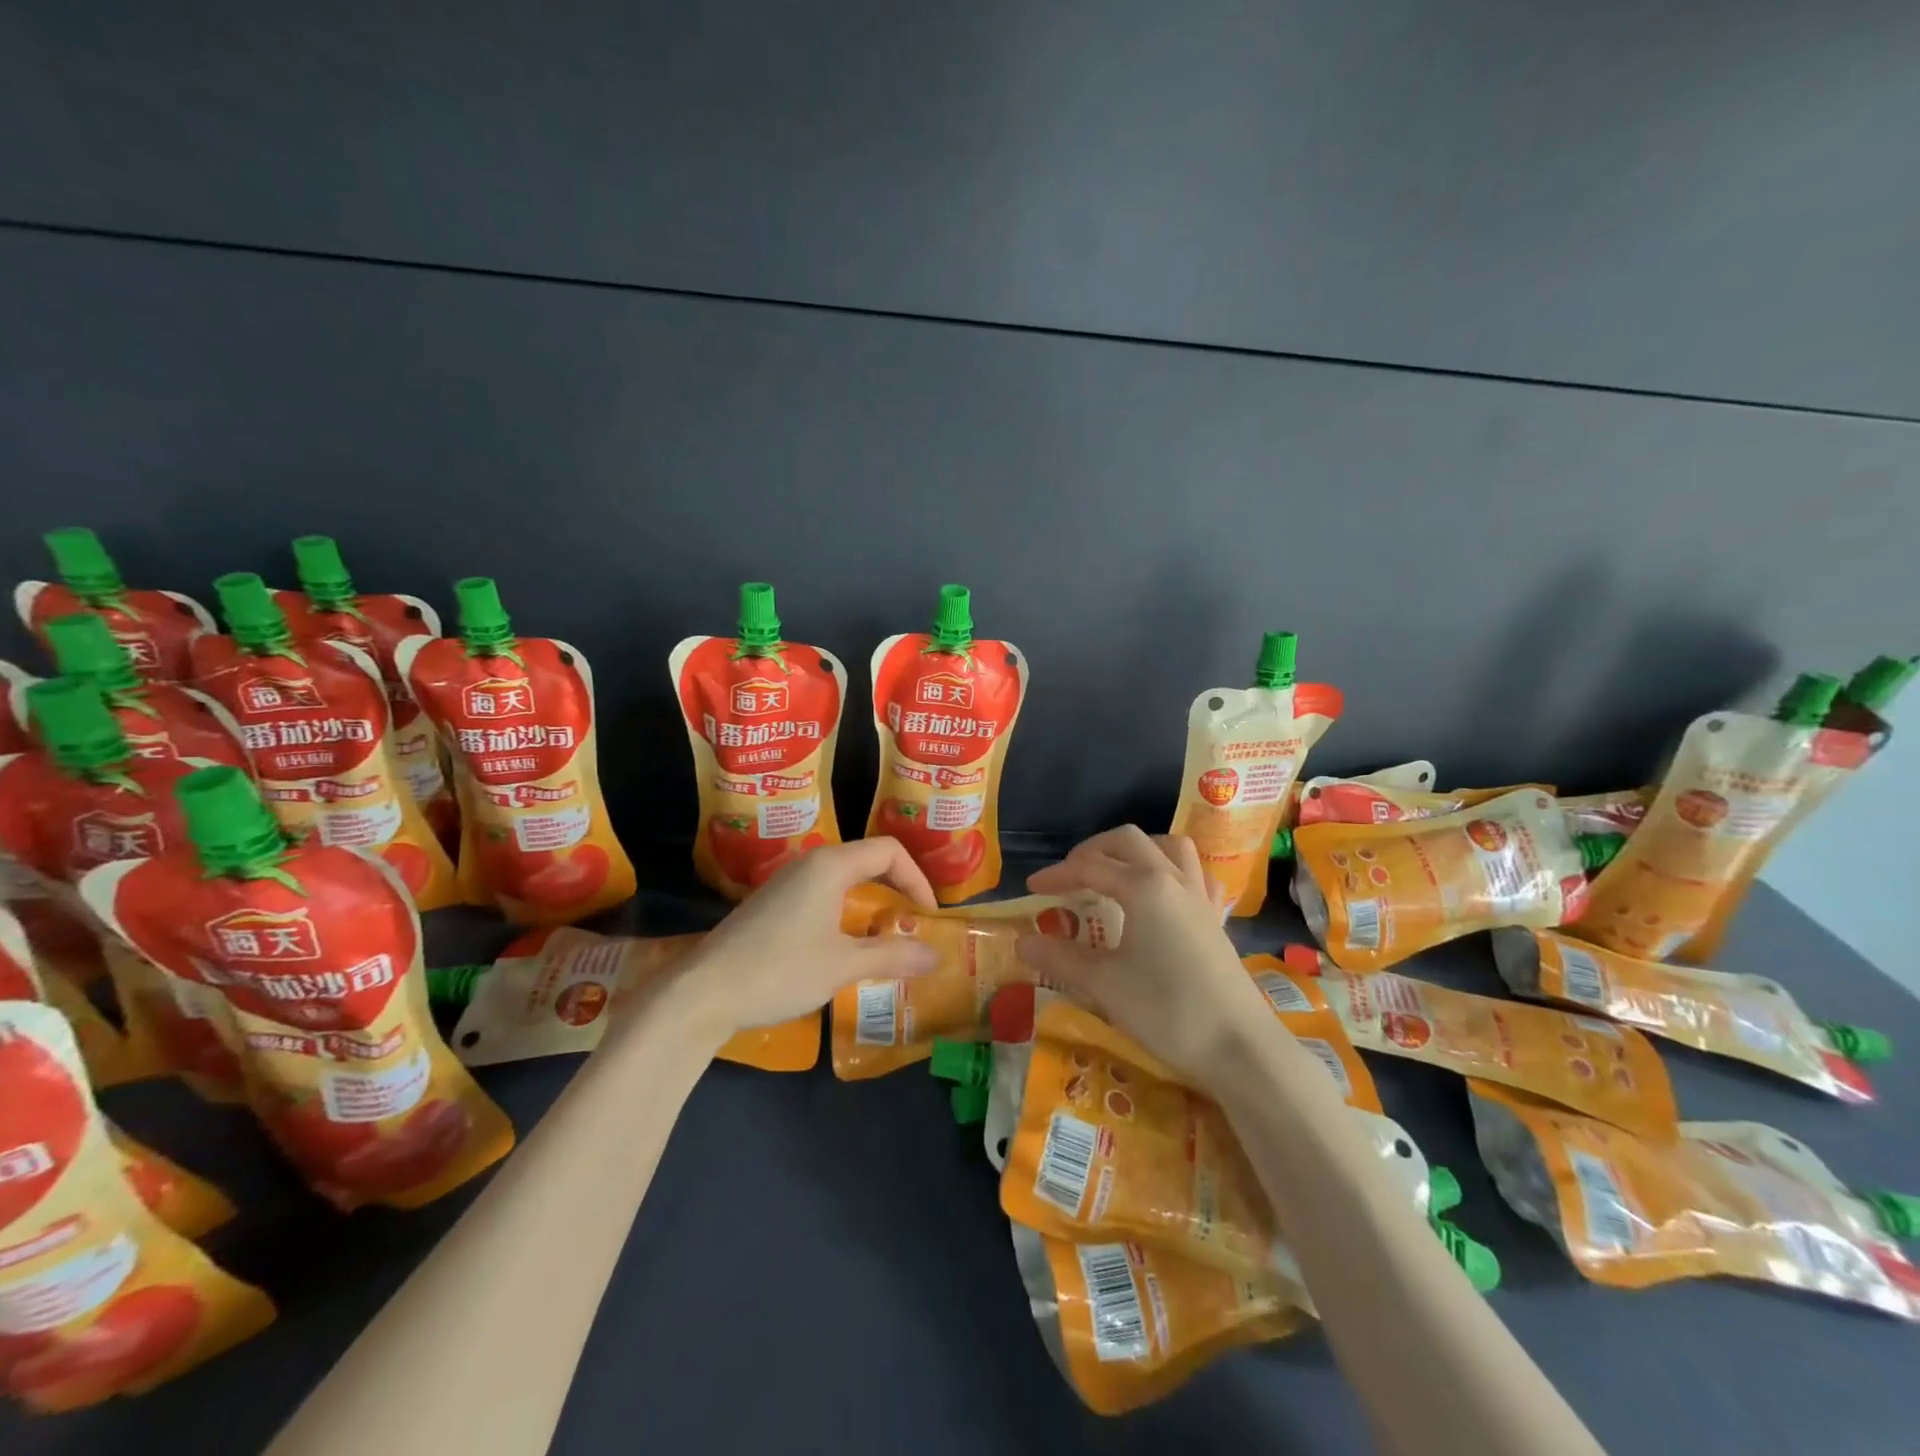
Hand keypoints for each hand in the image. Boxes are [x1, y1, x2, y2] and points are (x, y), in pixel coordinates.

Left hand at [674, 838, 941, 1041]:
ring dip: (871, 901)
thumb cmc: (780, 970)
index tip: (928, 915)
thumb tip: (936, 957)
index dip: (917, 879)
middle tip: (914, 922)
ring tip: (886, 936)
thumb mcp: (843, 965)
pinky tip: (845, 945)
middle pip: (868, 860)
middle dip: (897, 888)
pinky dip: (847, 910)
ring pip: (844, 878)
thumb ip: (893, 956)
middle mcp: (810, 863)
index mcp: (831, 865)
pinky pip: (823, 894)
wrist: (703, 993)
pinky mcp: (772, 904)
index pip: (889, 851)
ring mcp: (787, 882)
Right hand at [1015, 826, 1276, 1085]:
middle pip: (1128, 842)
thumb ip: (1060, 958)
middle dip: (1093, 851)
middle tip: (1069, 876)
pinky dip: (1172, 870)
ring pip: (1168, 847)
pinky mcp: (1215, 918)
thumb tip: (1021, 941)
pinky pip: (1195, 874)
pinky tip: (1162, 894)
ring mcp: (1199, 897)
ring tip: (1114, 873)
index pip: (1090, 868)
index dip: (1057, 875)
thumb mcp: (1104, 985)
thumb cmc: (1167, 1011)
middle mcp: (1173, 880)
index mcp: (1144, 887)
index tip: (1031, 890)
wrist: (1239, 1047)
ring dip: (1136, 850)